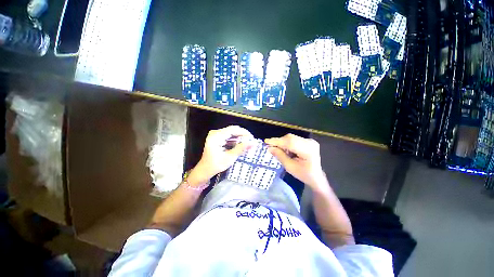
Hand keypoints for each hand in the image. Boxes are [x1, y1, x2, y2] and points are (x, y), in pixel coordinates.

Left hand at [187, 126, 253, 185]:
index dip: (244, 132)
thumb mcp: (229, 157)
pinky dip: (235, 140)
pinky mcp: (217, 138)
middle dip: (242, 135)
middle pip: (232, 130)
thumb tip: (253, 143)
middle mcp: (215, 133)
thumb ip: (241, 148)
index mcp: (216, 137)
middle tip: (251, 141)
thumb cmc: (215, 165)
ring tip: (247, 144)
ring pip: (231, 133)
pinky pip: (228, 136)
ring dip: (239, 138)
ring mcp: (215, 135)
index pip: (233, 130)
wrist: (204, 170)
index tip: (252, 138)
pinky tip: (240, 145)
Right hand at [265, 134, 325, 188]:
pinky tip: (286, 151)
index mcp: (308, 150)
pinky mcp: (308, 141)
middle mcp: (310, 142)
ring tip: (279, 151)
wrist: (316, 177)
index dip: (277, 141)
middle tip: (270, 147)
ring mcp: (310, 141)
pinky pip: (294, 139)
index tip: (266, 141)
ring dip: (283, 143)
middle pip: (290, 138)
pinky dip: (287, 144)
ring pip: (291, 138)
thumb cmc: (304, 175)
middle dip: (279, 142)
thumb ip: (280, 156)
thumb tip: (269, 148)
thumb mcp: (290, 167)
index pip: (290, 142)